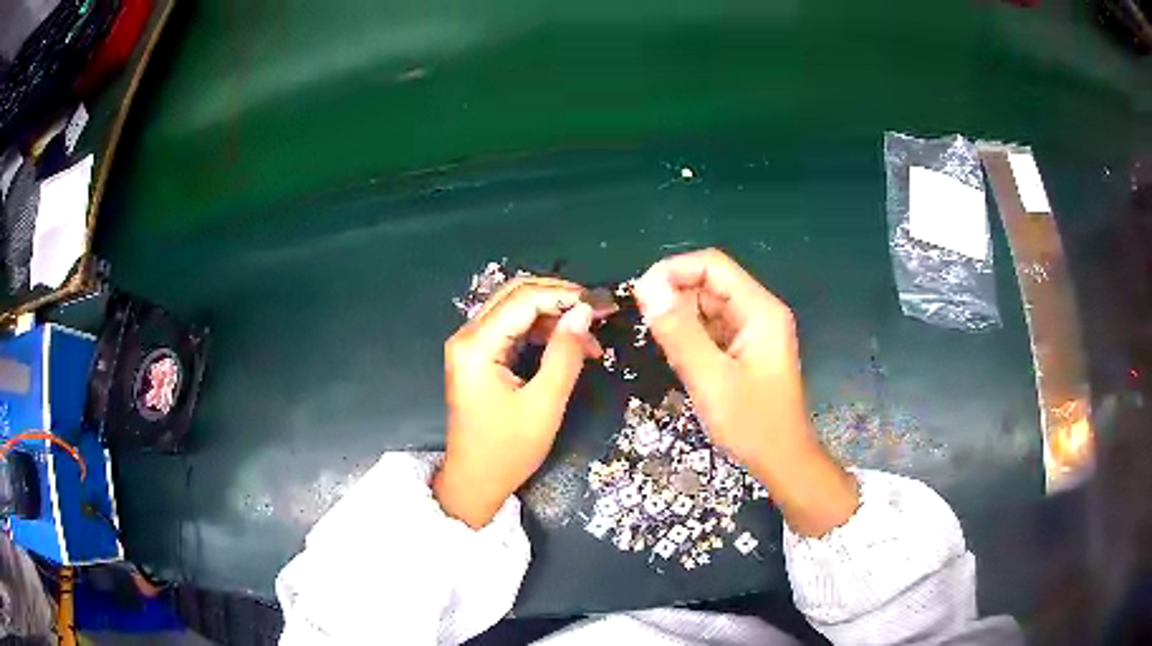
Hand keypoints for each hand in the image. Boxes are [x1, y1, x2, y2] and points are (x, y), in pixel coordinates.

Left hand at [434, 277, 606, 528]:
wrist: (475, 482)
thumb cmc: (507, 450)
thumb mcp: (544, 404)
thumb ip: (565, 354)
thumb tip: (584, 311)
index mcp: (476, 345)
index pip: (524, 299)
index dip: (566, 295)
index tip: (603, 305)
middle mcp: (468, 336)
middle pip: (517, 295)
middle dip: (561, 299)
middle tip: (600, 312)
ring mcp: (470, 346)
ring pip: (516, 311)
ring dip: (554, 318)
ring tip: (592, 339)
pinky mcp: (478, 357)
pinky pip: (513, 330)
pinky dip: (542, 334)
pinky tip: (570, 347)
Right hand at [633, 248, 857, 536]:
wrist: (782, 461)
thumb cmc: (752, 423)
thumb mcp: (710, 378)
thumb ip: (678, 331)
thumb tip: (646, 287)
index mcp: (759, 310)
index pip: (712, 265)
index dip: (673, 271)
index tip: (640, 294)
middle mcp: (758, 312)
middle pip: (709, 284)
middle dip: (675, 297)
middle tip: (647, 326)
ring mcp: (753, 331)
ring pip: (707, 307)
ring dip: (681, 320)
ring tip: (664, 348)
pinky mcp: (745, 350)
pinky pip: (711, 330)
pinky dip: (691, 338)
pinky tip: (681, 360)